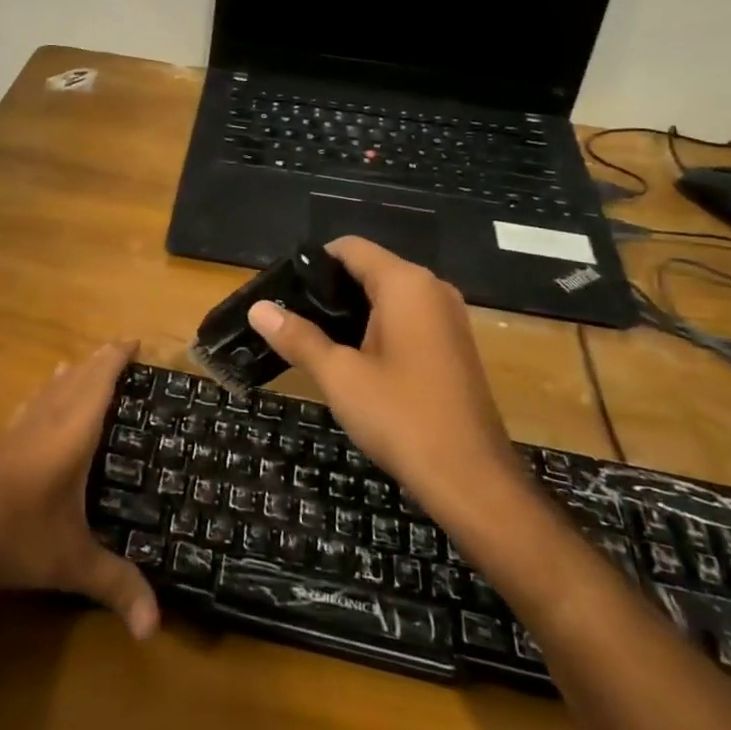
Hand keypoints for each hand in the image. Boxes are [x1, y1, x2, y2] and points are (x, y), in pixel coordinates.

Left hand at [0, 340, 159, 639]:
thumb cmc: (9, 535)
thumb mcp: (68, 563)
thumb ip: (114, 586)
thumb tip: (155, 629)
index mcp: (70, 432)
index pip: (99, 381)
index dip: (117, 357)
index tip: (135, 339)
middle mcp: (45, 420)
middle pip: (76, 377)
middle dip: (99, 361)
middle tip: (121, 351)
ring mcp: (16, 430)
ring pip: (49, 389)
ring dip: (71, 374)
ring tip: (83, 366)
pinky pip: (31, 406)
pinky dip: (46, 396)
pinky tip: (39, 407)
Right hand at [247, 237, 523, 515]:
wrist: (472, 481)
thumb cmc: (402, 418)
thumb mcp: (340, 376)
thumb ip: (298, 337)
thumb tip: (257, 308)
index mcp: (406, 284)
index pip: (350, 248)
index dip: (312, 264)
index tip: (283, 291)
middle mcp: (432, 289)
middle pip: (369, 269)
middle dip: (330, 290)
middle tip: (291, 319)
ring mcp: (448, 318)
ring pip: (388, 296)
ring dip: (352, 312)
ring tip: (313, 340)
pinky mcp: (453, 345)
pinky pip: (407, 319)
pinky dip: (377, 328)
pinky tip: (353, 360)